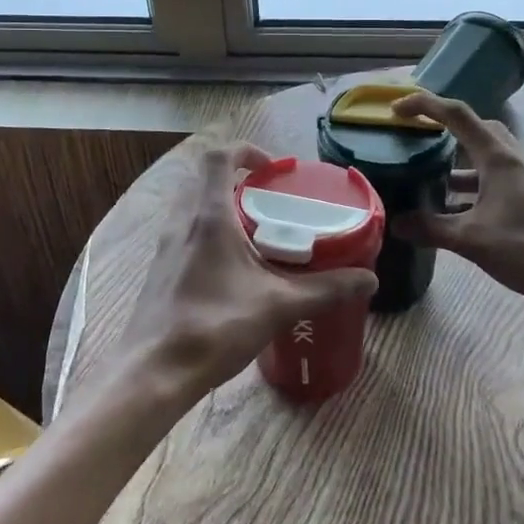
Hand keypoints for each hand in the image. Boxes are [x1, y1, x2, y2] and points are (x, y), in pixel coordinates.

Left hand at [118, 141, 378, 410]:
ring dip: (224, 208)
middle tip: (272, 203)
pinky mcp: (161, 270)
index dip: (246, 151)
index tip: (274, 170)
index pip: (218, 157)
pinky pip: (187, 233)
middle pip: (206, 179)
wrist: (154, 372)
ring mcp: (166, 246)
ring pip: (194, 207)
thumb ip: (325, 289)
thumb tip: (369, 279)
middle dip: (240, 181)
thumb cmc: (215, 326)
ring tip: (258, 234)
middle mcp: (182, 222)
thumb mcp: (278, 305)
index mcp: (208, 216)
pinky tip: (234, 269)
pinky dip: (210, 234)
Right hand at [389, 91, 523, 308]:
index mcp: (498, 157)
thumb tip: (394, 223)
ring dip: (459, 160)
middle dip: (445, 126)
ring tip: (430, 176)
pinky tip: (457, 209)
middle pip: (476, 127)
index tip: (396, 110)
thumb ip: (431, 228)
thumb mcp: (471, 239)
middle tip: (418, 137)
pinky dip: (473, 183)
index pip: (456, 115)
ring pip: (487, 154)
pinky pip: (495, 177)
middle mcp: (513, 158)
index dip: (424, 105)